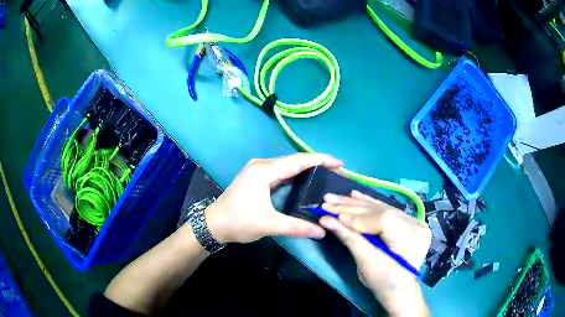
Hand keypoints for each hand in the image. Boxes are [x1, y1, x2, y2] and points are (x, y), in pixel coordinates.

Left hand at [205, 153, 342, 243]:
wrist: (213, 224)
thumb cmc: (239, 222)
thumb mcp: (269, 225)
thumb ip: (297, 227)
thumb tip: (322, 231)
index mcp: (264, 171)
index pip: (298, 161)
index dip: (320, 160)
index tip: (339, 163)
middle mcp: (261, 165)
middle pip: (294, 160)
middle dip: (316, 163)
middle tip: (336, 170)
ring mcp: (257, 170)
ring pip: (287, 165)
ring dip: (306, 168)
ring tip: (326, 173)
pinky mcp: (256, 177)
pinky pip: (280, 172)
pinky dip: (295, 174)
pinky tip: (305, 180)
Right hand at [319, 190, 430, 316]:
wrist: (400, 289)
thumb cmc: (383, 282)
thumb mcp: (366, 263)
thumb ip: (350, 238)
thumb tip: (326, 220)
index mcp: (411, 240)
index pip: (383, 220)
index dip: (356, 217)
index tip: (331, 215)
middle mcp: (416, 225)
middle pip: (382, 211)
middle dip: (352, 208)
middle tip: (327, 202)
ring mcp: (414, 221)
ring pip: (383, 207)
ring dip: (357, 203)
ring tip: (336, 197)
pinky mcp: (409, 221)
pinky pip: (387, 209)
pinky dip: (370, 203)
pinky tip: (356, 195)